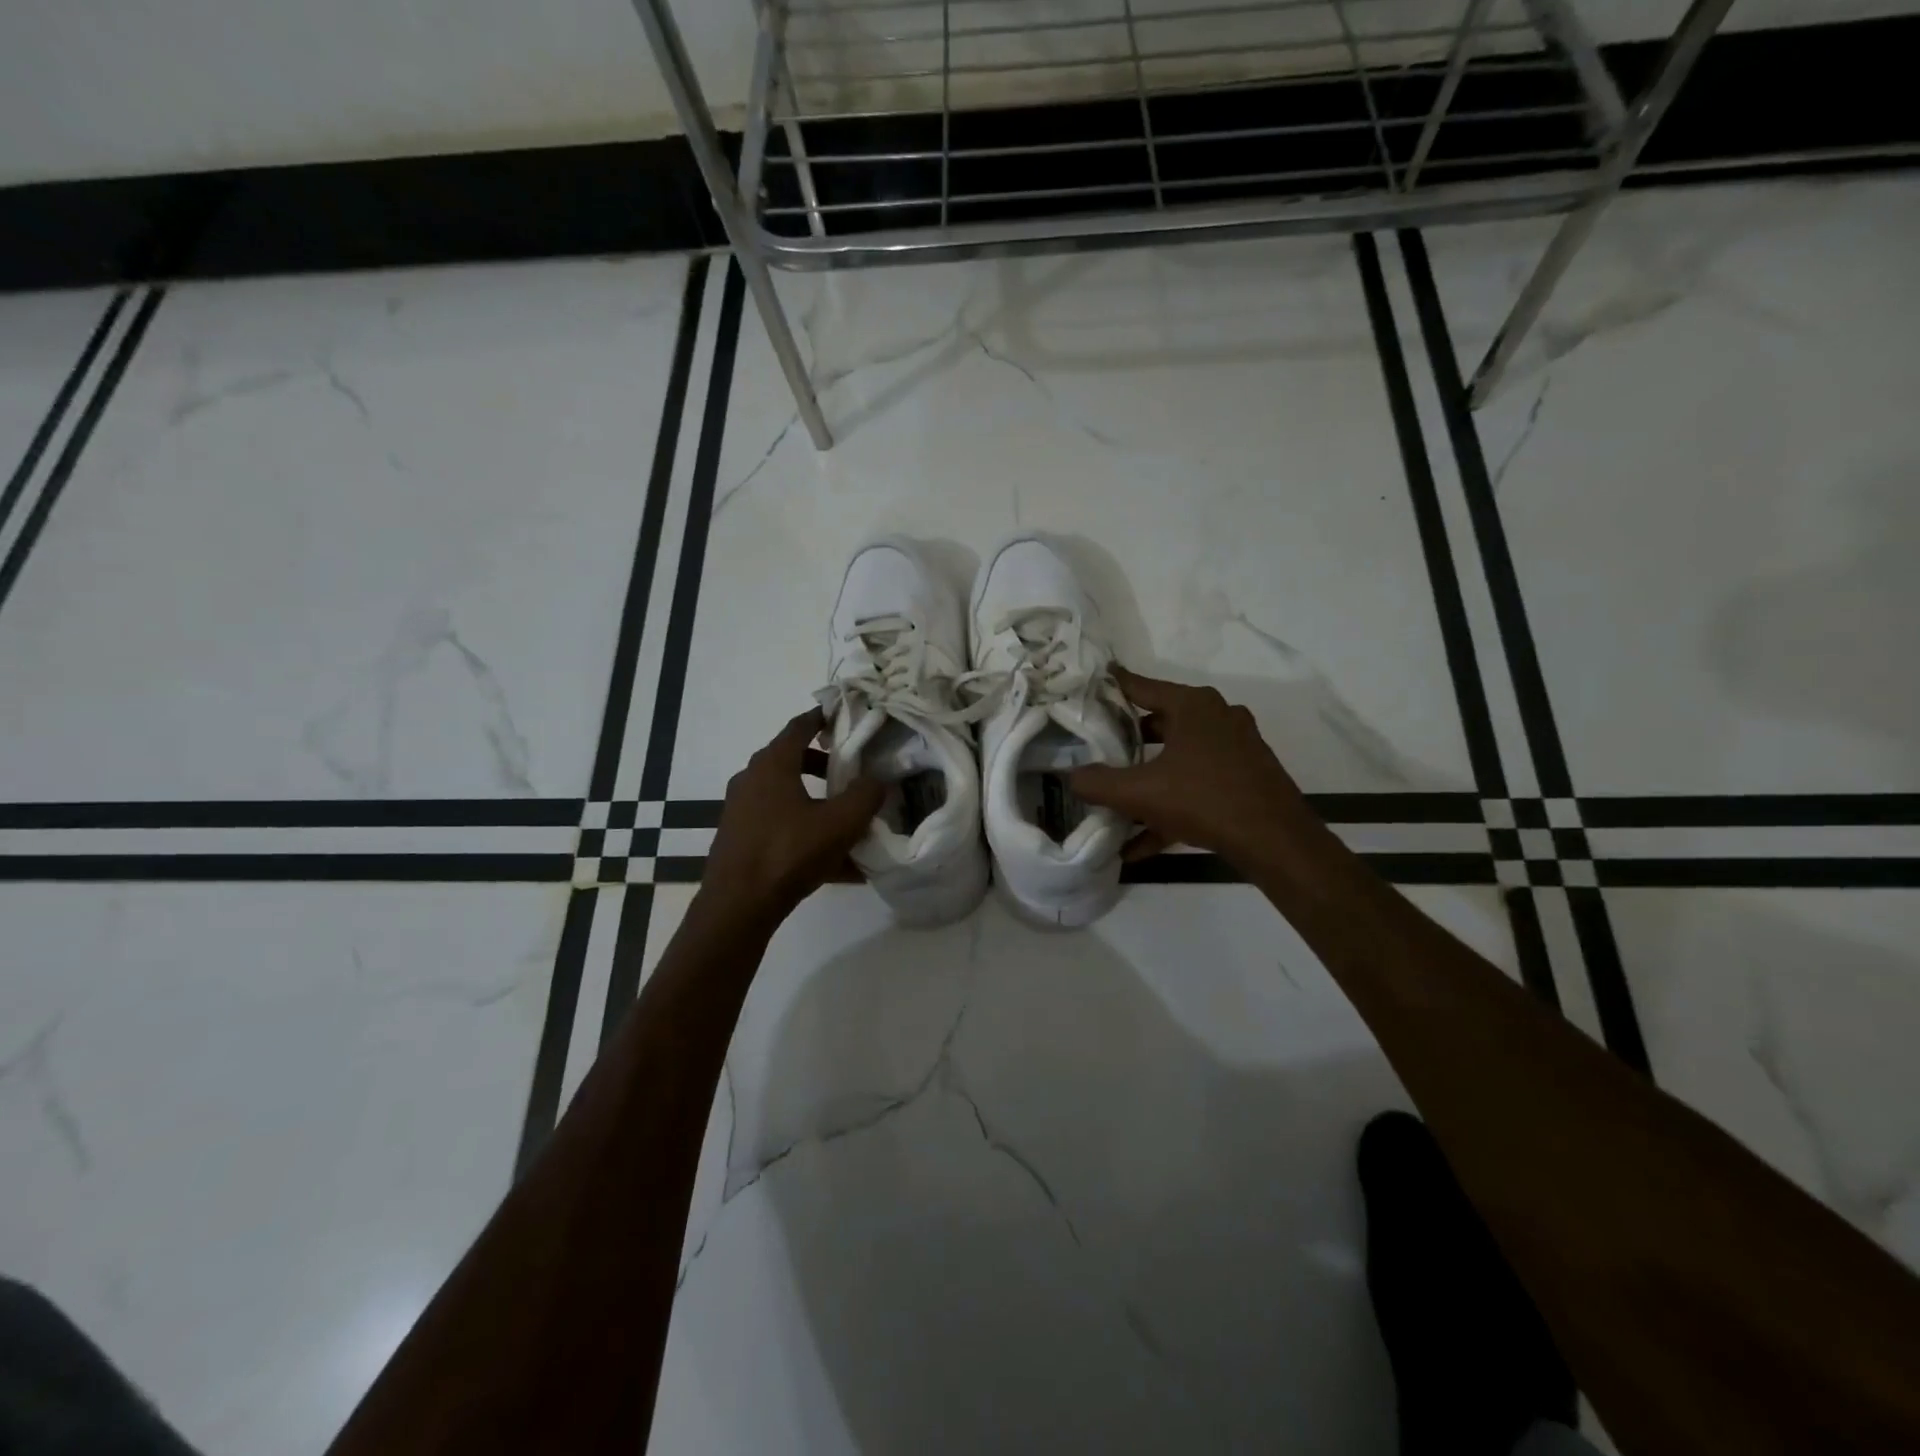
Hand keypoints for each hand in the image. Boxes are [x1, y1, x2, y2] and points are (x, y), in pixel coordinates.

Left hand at [700, 709, 884, 926]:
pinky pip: (781, 825)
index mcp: (773, 764)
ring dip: (816, 800)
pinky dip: (805, 830)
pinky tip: (836, 861)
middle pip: (792, 760)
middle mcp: (752, 779)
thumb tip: (878, 781)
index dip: (823, 717)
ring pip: (787, 795)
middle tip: (853, 771)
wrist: (738, 905)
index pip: (800, 726)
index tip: (844, 716)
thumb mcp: (840, 823)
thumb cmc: (789, 852)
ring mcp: (742, 810)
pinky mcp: (740, 837)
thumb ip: (865, 795)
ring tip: (847, 818)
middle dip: (825, 764)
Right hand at [1070, 668, 1320, 871]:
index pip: (1141, 687)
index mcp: (1193, 706)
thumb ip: (1098, 783)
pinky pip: (1197, 784)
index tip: (1088, 684)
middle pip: (1159, 723)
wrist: (1276, 841)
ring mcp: (1235, 747)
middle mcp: (1216, 717)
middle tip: (1095, 748)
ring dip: (1147, 779)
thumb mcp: (1141, 793)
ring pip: (1178, 757)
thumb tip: (1069, 777)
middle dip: (1127, 740)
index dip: (1111, 686)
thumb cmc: (1204, 800)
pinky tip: (1140, 843)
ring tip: (1115, 799)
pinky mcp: (1245, 776)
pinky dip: (1170, 806)